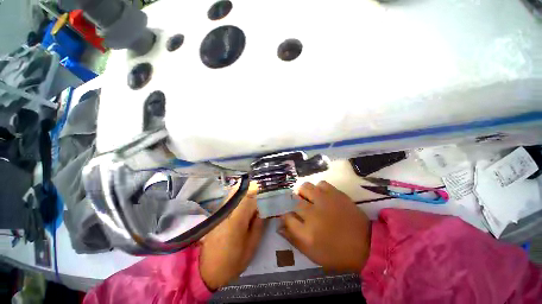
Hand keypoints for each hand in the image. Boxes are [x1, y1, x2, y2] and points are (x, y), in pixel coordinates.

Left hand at [199, 182, 265, 289]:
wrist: (205, 270)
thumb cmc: (232, 261)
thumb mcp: (251, 246)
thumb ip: (259, 225)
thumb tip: (264, 209)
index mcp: (237, 219)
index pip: (248, 195)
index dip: (259, 189)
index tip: (267, 189)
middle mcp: (227, 210)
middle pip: (239, 189)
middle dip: (252, 186)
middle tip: (263, 190)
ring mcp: (220, 210)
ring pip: (234, 192)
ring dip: (246, 190)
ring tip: (257, 194)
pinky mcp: (218, 213)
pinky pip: (230, 198)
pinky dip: (240, 195)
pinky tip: (246, 201)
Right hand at [279, 181, 370, 271]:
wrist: (366, 244)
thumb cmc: (336, 253)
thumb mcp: (312, 254)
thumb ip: (293, 239)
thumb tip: (279, 226)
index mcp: (306, 232)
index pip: (286, 217)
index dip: (284, 215)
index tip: (287, 216)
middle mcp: (313, 213)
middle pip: (294, 201)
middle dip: (293, 204)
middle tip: (300, 209)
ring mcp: (324, 200)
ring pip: (305, 187)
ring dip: (303, 193)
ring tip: (308, 199)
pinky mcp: (335, 193)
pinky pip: (320, 184)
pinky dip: (318, 188)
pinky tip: (321, 196)